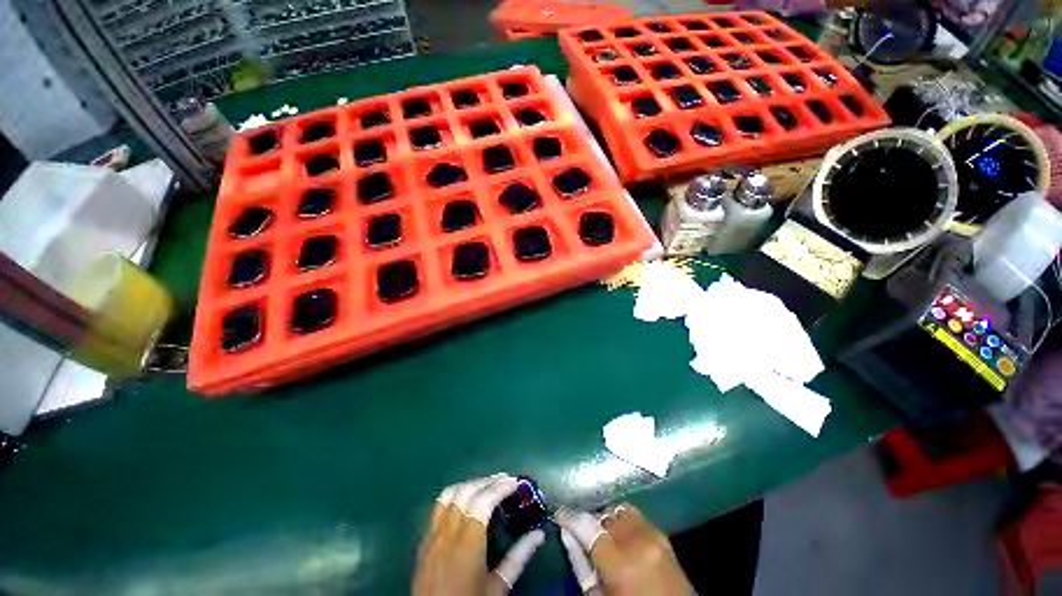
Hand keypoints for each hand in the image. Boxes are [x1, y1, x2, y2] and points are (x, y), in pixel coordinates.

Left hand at [414, 474, 545, 595]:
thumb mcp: (497, 588)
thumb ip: (518, 558)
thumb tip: (539, 534)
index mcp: (466, 546)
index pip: (482, 502)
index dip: (500, 488)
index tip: (516, 483)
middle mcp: (446, 535)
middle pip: (466, 493)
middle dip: (488, 482)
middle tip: (507, 480)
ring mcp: (432, 536)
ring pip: (450, 494)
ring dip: (471, 484)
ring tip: (488, 484)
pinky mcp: (424, 540)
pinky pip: (438, 506)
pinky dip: (456, 493)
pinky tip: (466, 497)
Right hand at [557, 504, 694, 595]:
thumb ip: (580, 565)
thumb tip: (566, 533)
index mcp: (622, 563)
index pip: (587, 525)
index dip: (570, 517)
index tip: (559, 515)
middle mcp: (640, 541)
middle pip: (605, 514)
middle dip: (591, 521)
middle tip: (583, 535)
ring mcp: (655, 536)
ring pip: (620, 510)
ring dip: (608, 519)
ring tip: (603, 536)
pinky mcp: (664, 535)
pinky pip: (636, 517)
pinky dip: (624, 522)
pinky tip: (620, 538)